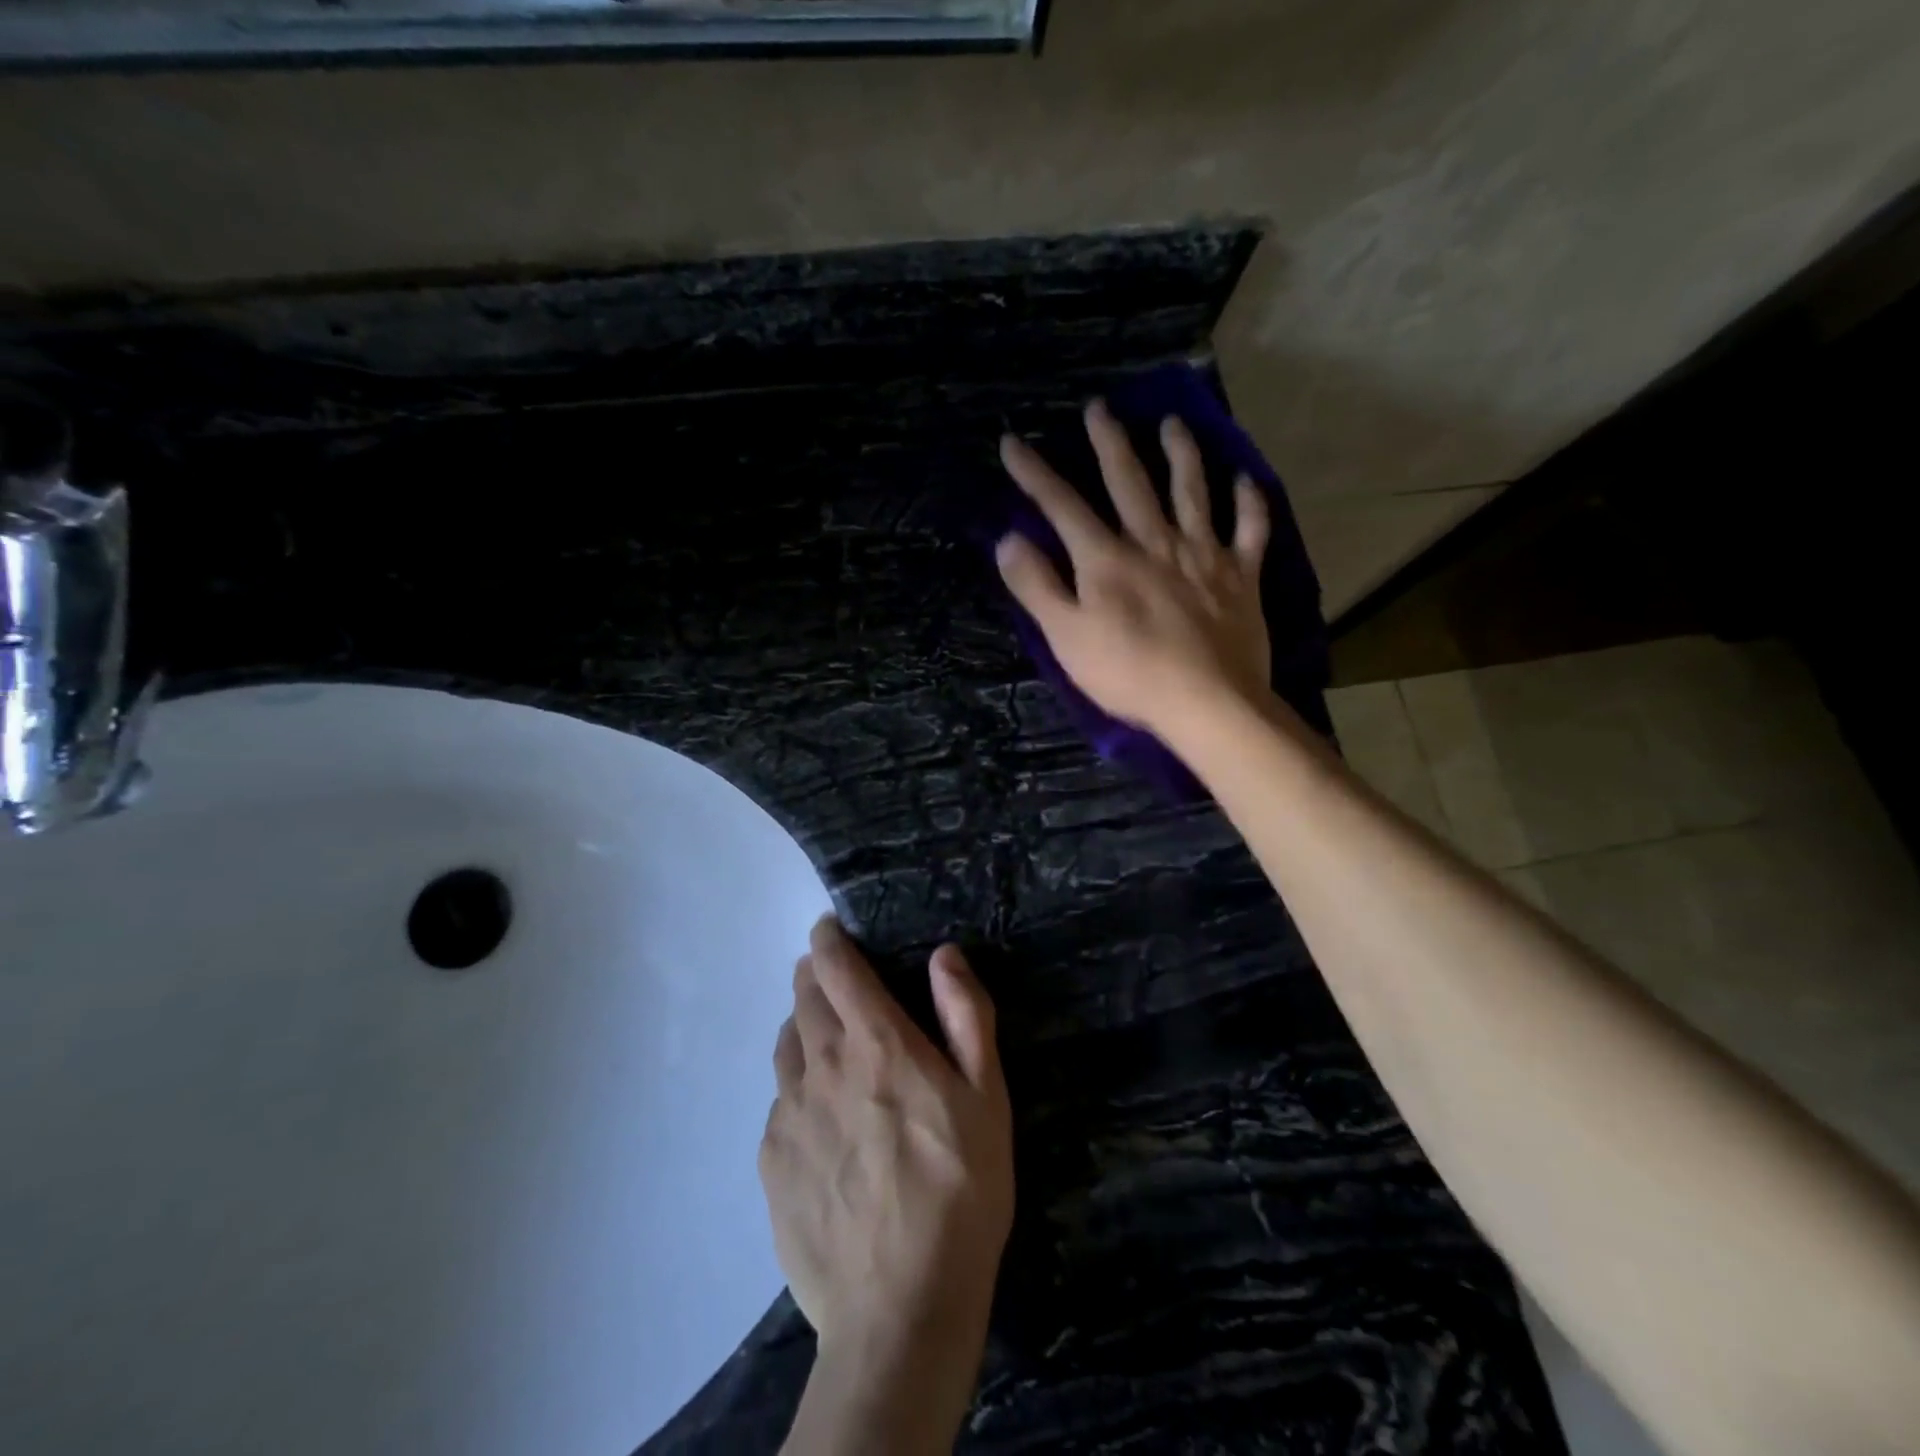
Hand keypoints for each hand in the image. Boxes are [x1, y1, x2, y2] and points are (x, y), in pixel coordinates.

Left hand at [761, 918, 1012, 1453]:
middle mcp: (821, 1065)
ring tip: (824, 1038)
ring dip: (801, 1026)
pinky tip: (818, 1116)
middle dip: (814, 976)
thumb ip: (965, 1015)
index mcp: (875, 1042)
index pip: (835, 966)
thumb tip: (944, 955)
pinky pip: (778, 1101)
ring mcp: (788, 1114)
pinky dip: (795, 1086)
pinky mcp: (771, 1161)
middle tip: (832, 979)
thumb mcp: (987, 1096)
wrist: (900, 1308)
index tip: (829, 929)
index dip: (828, 939)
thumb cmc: (960, 1190)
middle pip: (802, 998)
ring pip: (785, 1045)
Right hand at [996, 399, 1272, 736]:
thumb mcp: (1066, 637)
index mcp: (1106, 559)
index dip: (1034, 473)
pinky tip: (1245, 479)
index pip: (1062, 505)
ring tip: (1173, 423)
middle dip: (1109, 442)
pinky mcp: (1241, 575)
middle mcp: (1154, 541)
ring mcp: (1203, 554)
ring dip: (1181, 453)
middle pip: (1129, 481)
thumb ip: (1037, 585)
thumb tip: (1009, 539)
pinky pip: (1250, 528)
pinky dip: (1249, 502)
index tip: (1012, 442)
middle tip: (1100, 406)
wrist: (1207, 701)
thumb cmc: (1128, 674)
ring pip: (1192, 490)